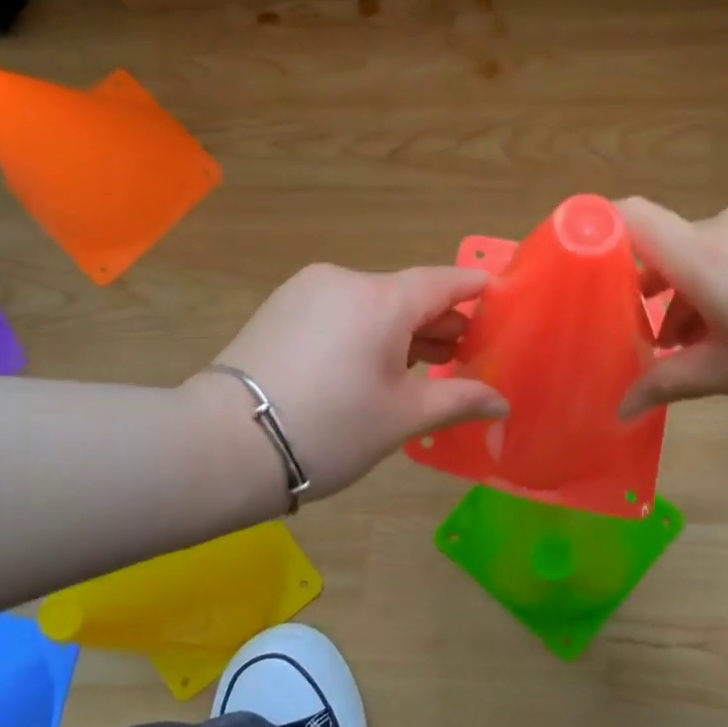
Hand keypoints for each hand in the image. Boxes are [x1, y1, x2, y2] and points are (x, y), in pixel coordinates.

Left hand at [204, 263, 507, 501]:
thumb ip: (459, 400)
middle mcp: (345, 281)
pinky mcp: (280, 308)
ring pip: (372, 303)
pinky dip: (367, 331)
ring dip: (402, 330)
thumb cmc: (331, 428)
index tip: (501, 301)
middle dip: (440, 321)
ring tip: (425, 365)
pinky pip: (341, 311)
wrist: (225, 445)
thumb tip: (503, 403)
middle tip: (466, 353)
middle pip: (407, 293)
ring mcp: (307, 291)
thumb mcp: (403, 417)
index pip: (445, 282)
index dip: (477, 290)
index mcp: (382, 299)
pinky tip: (374, 365)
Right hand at [618, 198, 727, 416]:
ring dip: (697, 290)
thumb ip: (668, 383)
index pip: (632, 217)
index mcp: (705, 256)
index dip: (600, 232)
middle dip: (657, 290)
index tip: (586, 271)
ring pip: (710, 249)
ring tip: (714, 343)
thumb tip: (619, 410)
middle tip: (662, 342)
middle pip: (671, 244)